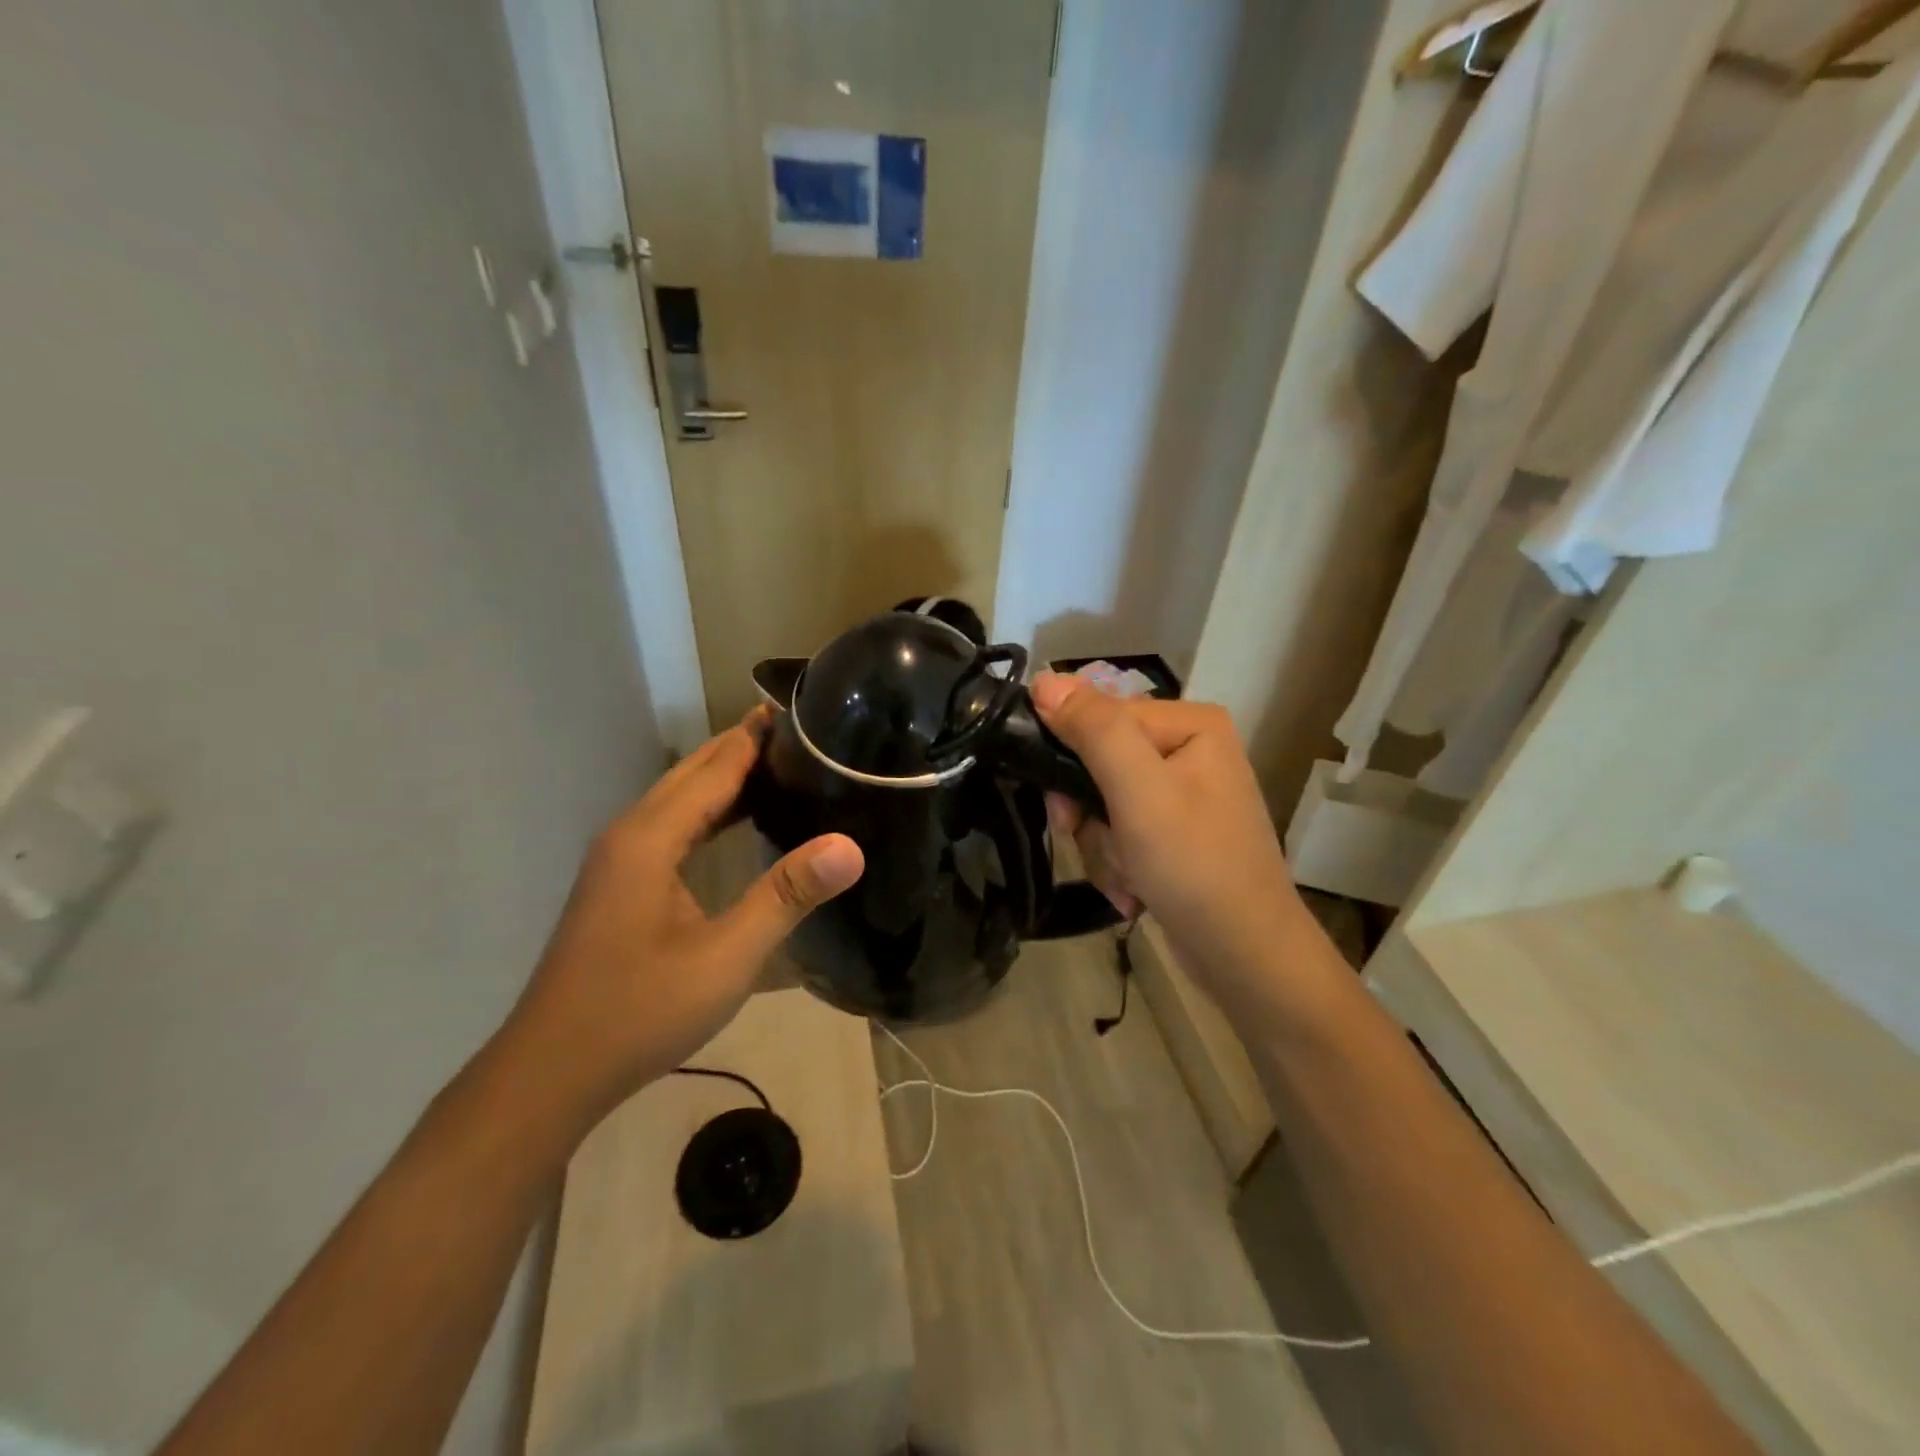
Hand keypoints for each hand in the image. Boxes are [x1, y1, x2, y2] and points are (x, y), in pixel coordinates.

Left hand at [501, 709, 863, 1126]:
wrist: (551, 1072)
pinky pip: (673, 827)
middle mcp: (630, 834)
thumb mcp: (726, 956)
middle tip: (804, 732)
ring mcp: (619, 860)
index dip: (757, 736)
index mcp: (650, 837)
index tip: (803, 710)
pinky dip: (711, 812)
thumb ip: (786, 895)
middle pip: (693, 773)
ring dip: (727, 778)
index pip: (715, 767)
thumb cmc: (640, 1011)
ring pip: (680, 800)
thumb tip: (850, 845)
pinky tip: (738, 821)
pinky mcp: (621, 885)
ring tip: (782, 766)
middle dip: (744, 747)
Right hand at [1031, 673, 1315, 1016]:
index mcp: (1190, 723)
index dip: (1070, 760)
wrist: (1245, 957)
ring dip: (1102, 846)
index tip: (1064, 812)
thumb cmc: (1195, 866)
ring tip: (1128, 878)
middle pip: (1097, 761)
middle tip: (1091, 842)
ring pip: (1102, 802)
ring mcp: (1182, 793)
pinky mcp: (1174, 832)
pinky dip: (1117, 863)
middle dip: (1090, 813)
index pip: (1099, 716)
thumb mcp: (1139, 790)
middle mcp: (1188, 749)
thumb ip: (1093, 729)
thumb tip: (1043, 679)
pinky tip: (1135, 891)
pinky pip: (1120, 831)